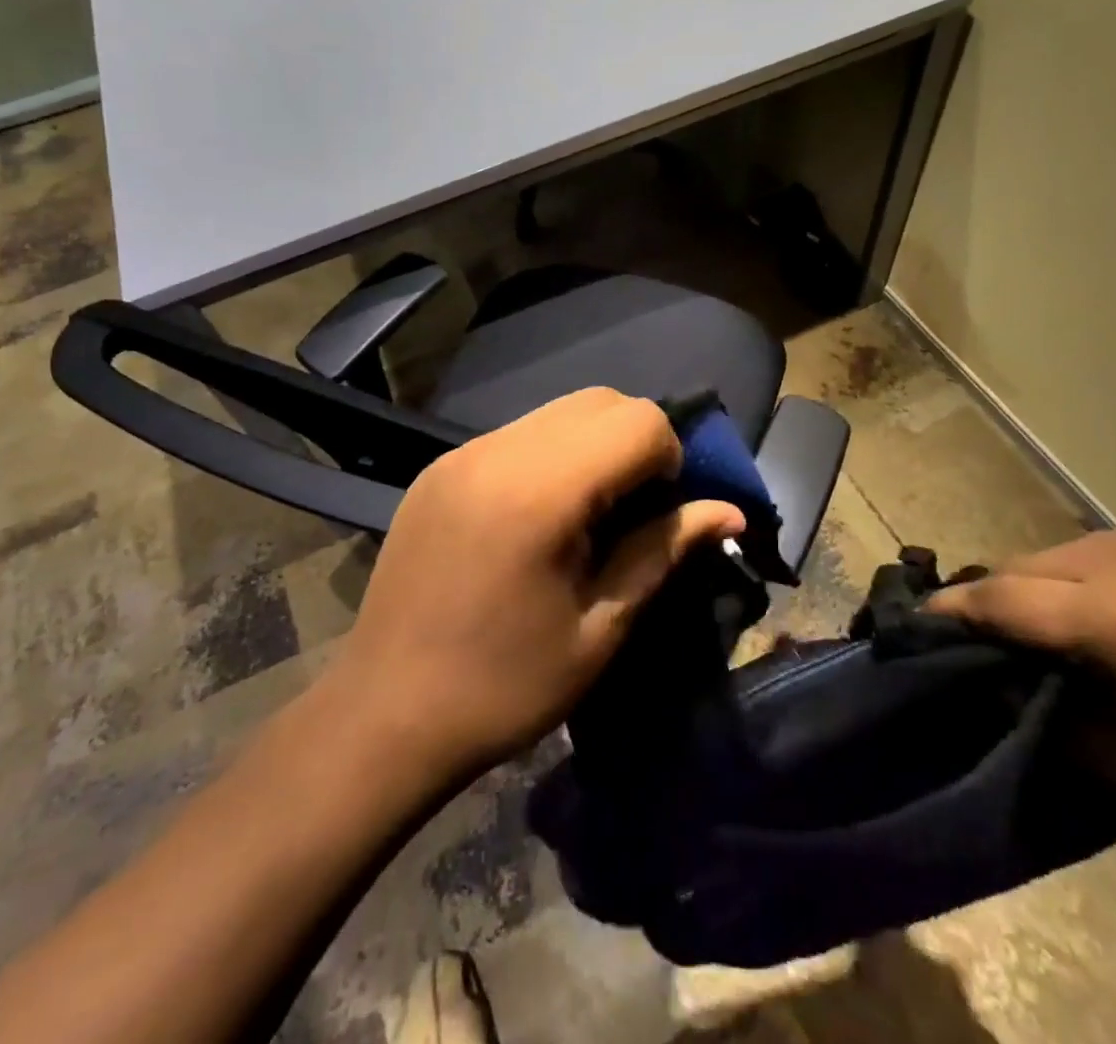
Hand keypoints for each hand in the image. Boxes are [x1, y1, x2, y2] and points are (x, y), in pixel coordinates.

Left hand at [325, 388, 745, 783]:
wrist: (384, 715)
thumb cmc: (504, 687)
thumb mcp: (600, 628)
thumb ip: (663, 551)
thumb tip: (731, 511)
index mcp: (541, 489)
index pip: (639, 420)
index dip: (671, 460)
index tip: (659, 517)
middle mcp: (498, 449)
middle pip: (600, 401)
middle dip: (636, 443)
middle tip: (631, 514)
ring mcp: (461, 453)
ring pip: (557, 413)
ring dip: (593, 447)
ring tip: (585, 517)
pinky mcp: (439, 468)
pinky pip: (517, 435)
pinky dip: (550, 456)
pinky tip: (537, 519)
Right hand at [926, 533, 1115, 839]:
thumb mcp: (1104, 752)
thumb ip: (1026, 696)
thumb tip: (973, 662)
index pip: (1003, 598)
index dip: (954, 608)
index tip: (917, 620)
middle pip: (1021, 567)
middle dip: (991, 597)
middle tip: (973, 629)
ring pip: (1049, 553)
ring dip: (1029, 584)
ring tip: (1030, 619)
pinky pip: (1087, 550)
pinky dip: (1067, 574)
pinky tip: (1080, 604)